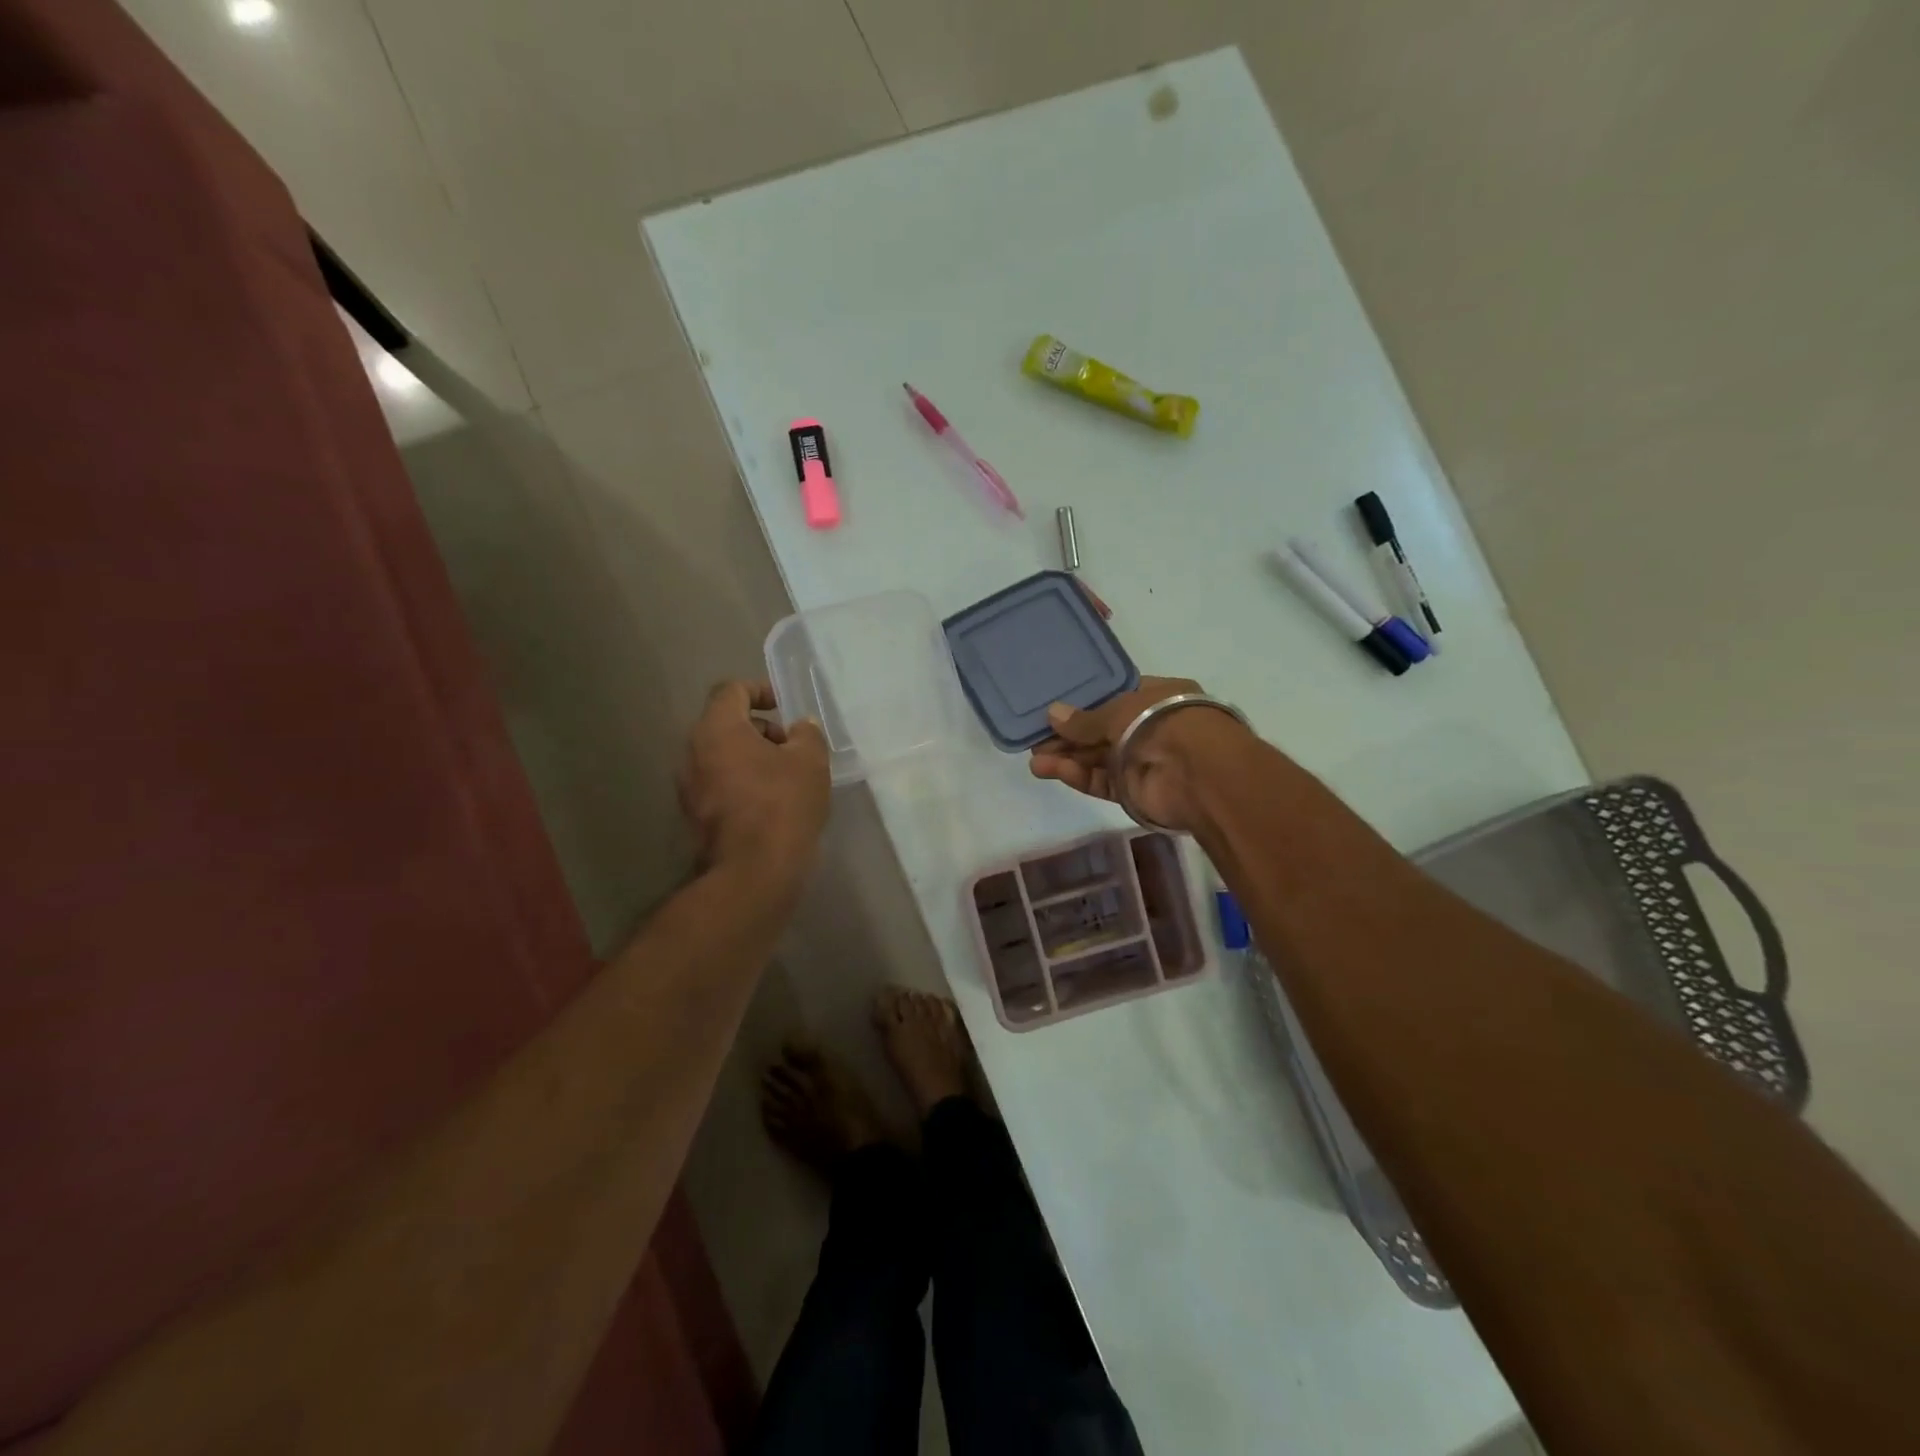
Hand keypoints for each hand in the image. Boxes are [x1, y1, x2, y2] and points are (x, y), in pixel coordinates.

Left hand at [679, 681, 829, 890]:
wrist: (753, 872)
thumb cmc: (782, 804)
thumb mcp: (810, 761)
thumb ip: (807, 734)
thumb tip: (801, 728)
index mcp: (717, 729)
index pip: (731, 690)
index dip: (759, 690)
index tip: (784, 704)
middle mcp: (693, 752)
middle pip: (725, 725)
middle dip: (761, 729)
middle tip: (792, 746)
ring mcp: (690, 787)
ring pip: (722, 757)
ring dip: (752, 758)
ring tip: (787, 777)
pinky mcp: (696, 816)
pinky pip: (720, 785)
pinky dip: (743, 783)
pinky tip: (773, 803)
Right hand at [1027, 676, 1248, 831]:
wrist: (1199, 773)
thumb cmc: (1163, 722)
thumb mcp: (1119, 709)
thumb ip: (1085, 719)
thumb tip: (1052, 714)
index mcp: (1156, 697)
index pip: (1116, 697)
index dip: (1085, 703)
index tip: (1053, 708)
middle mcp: (1150, 728)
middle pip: (1101, 731)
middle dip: (1069, 736)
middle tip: (1035, 739)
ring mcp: (1143, 761)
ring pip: (1098, 759)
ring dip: (1068, 759)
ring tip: (1035, 760)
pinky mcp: (1134, 791)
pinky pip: (1102, 781)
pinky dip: (1079, 776)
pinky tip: (1051, 771)